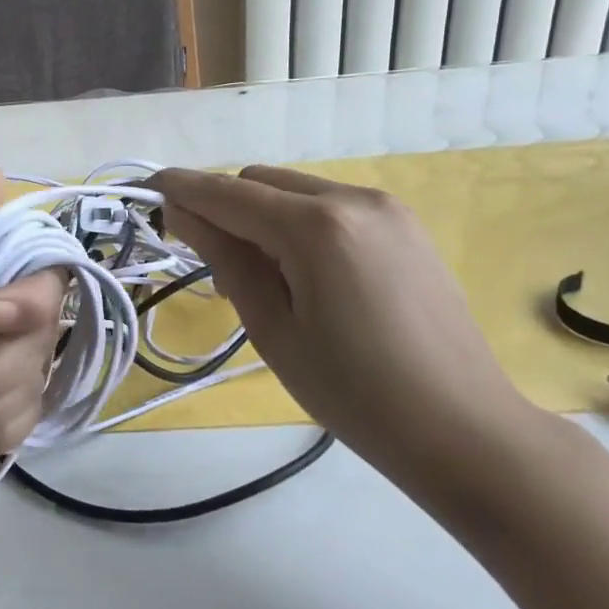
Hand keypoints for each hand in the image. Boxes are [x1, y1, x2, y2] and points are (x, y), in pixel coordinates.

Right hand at [151, 165, 545, 504]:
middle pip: (261, 180)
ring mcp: (387, 208)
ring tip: (266, 279)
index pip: (228, 192)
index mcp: (316, 226)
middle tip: (212, 263)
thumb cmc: (353, 393)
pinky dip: (301, 224)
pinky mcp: (406, 226)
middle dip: (224, 206)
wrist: (463, 428)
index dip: (182, 188)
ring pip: (296, 190)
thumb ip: (224, 259)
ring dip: (263, 216)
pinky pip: (331, 206)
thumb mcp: (272, 328)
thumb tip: (181, 212)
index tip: (146, 190)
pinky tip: (309, 276)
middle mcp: (354, 198)